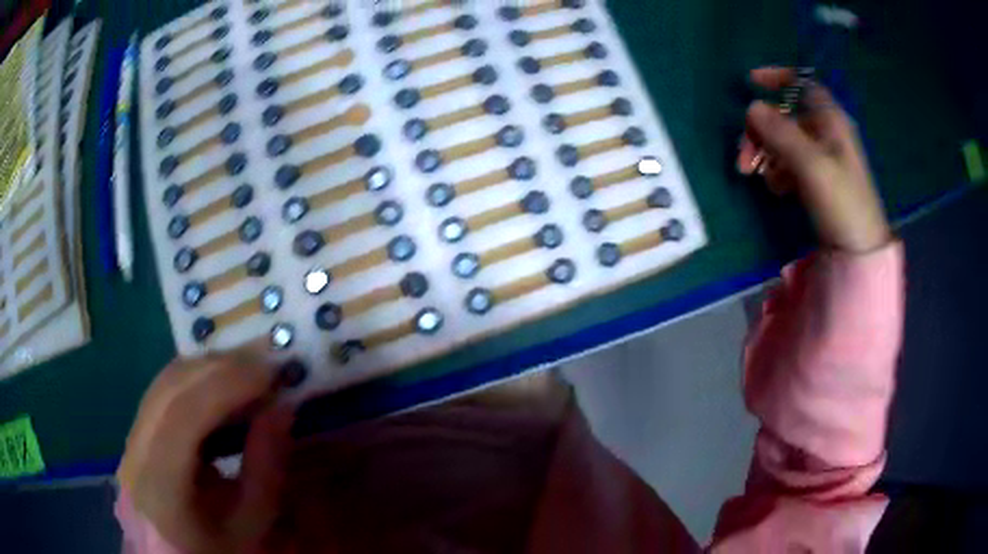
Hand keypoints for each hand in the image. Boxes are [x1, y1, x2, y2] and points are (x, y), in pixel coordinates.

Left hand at [117, 350, 293, 553]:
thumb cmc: (219, 552)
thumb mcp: (252, 524)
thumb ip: (266, 468)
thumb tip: (282, 407)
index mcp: (160, 487)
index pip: (183, 416)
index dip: (224, 384)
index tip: (269, 370)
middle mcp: (135, 454)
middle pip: (170, 388)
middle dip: (220, 366)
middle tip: (266, 360)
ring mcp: (130, 440)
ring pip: (164, 382)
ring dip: (207, 368)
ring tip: (248, 369)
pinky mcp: (135, 434)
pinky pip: (163, 392)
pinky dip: (195, 381)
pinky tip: (220, 386)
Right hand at [738, 67, 891, 252]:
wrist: (859, 252)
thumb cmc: (842, 203)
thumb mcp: (812, 165)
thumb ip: (782, 133)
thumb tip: (752, 107)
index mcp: (831, 121)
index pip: (803, 84)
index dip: (778, 78)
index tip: (751, 83)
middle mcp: (826, 133)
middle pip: (786, 116)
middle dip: (761, 130)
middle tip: (743, 157)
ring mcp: (822, 157)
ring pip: (784, 141)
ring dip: (765, 153)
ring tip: (755, 177)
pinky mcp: (817, 179)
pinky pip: (790, 163)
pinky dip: (777, 171)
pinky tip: (775, 188)